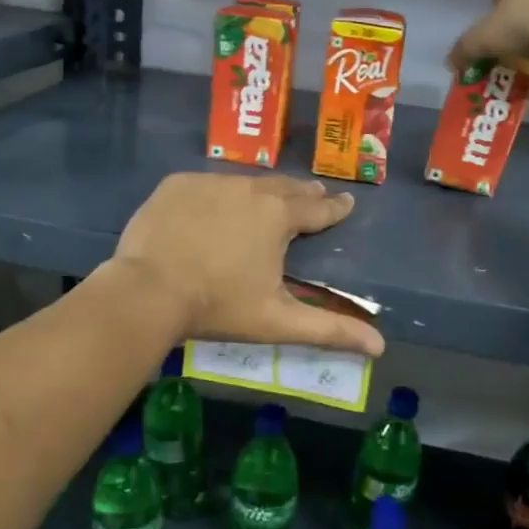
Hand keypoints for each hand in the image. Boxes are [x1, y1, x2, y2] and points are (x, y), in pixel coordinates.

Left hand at [105, 173, 385, 355]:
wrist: (147, 292)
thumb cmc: (218, 306)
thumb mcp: (278, 321)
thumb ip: (330, 330)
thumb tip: (380, 346)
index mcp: (278, 216)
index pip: (317, 208)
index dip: (334, 208)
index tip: (346, 203)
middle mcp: (249, 188)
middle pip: (283, 187)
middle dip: (301, 193)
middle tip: (312, 194)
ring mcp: (210, 182)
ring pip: (245, 182)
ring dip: (260, 191)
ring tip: (267, 198)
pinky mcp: (177, 184)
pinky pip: (207, 184)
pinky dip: (217, 194)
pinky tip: (214, 206)